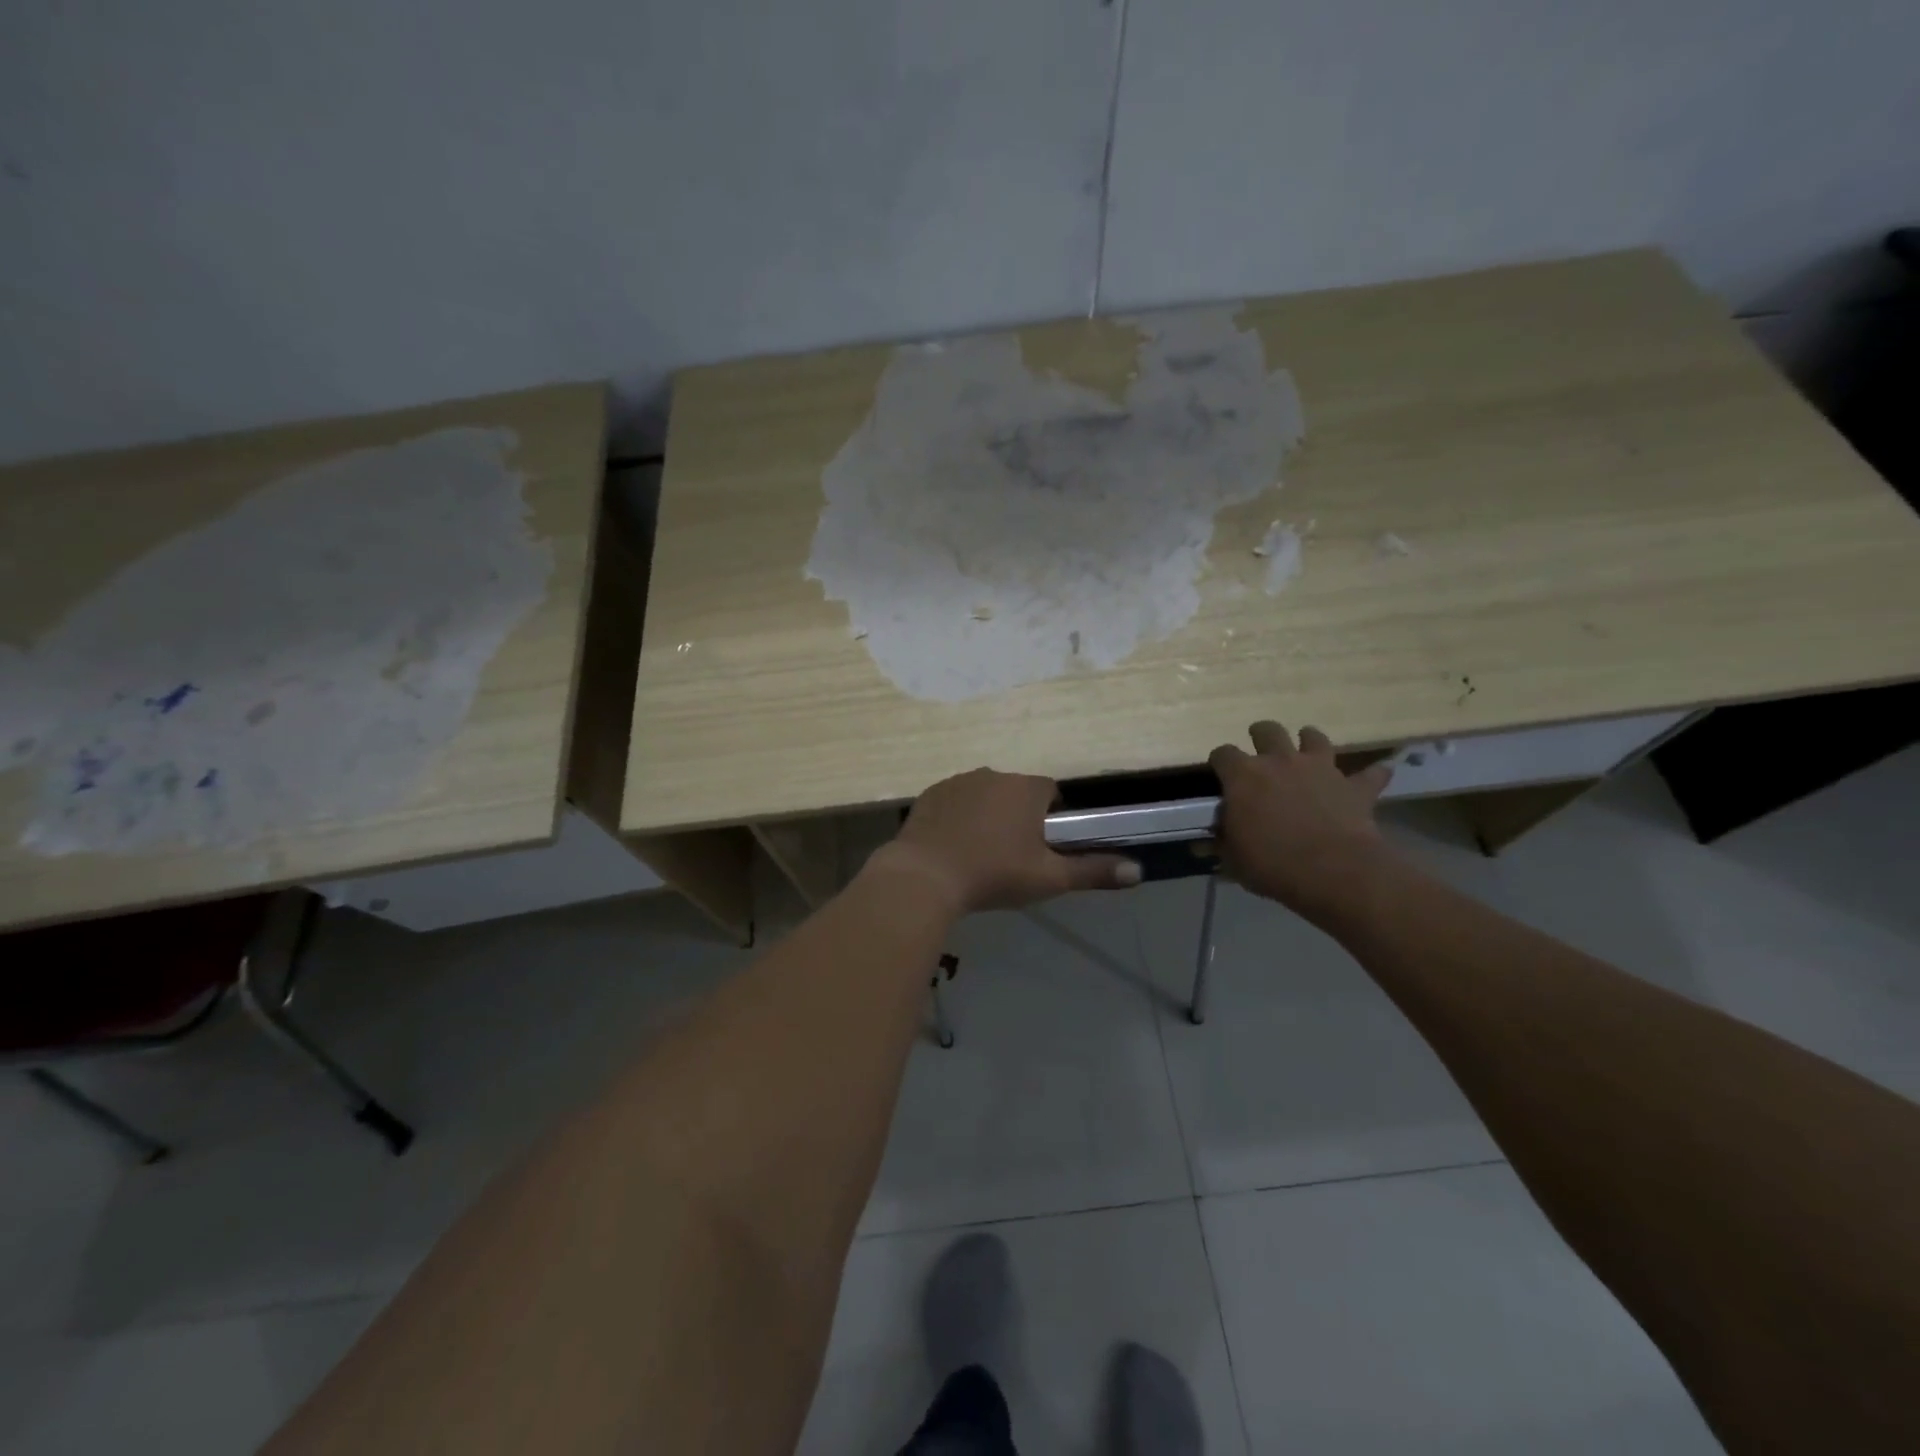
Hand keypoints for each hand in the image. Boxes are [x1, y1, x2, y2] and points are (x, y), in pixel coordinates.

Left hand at [875, 768, 1140, 915]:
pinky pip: (953, 801)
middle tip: (1012, 855)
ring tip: (979, 853)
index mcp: (1026, 789)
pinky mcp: (930, 793)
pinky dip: (957, 817)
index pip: (1050, 792)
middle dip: (1018, 815)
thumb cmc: (994, 874)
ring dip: (987, 814)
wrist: (926, 877)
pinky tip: (952, 847)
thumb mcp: (1049, 878)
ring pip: (984, 794)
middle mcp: (994, 774)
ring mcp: (958, 781)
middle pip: (1016, 791)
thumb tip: (1138, 871)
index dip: (1051, 817)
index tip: (1043, 846)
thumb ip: (1093, 871)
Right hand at [1208, 722, 1398, 925]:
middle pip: (1267, 731)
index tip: (1220, 774)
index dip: (1220, 762)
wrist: (1333, 871)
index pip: (1222, 754)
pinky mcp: (1354, 786)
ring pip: (1314, 737)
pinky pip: (1370, 774)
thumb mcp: (1233, 858)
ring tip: (1307, 751)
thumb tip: (1210, 838)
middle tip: (1260, 751)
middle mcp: (1280, 761)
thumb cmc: (1272, 864)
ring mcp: (1320, 769)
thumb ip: (1223, 841)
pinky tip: (1375, 776)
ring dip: (1310, 741)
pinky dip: (1371, 775)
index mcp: (1243, 776)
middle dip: (1261, 735)